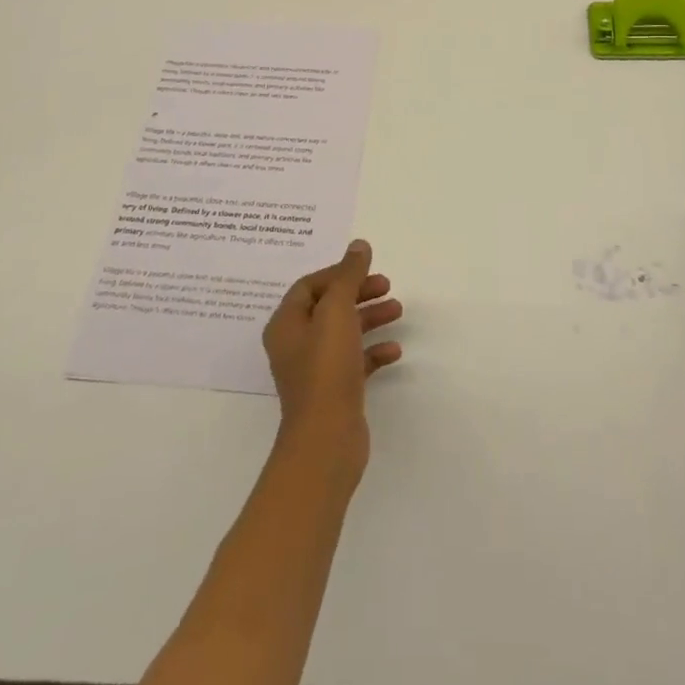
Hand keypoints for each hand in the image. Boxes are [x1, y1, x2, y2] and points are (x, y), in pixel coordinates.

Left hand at [262, 240, 402, 458]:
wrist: (326, 439)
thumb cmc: (326, 367)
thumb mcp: (337, 311)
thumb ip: (348, 276)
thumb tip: (358, 245)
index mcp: (286, 324)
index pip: (309, 286)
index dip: (338, 273)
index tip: (366, 270)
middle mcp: (295, 344)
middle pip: (328, 307)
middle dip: (358, 293)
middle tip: (387, 286)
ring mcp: (314, 370)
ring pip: (344, 332)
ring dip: (370, 318)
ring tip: (398, 311)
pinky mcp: (333, 391)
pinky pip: (354, 361)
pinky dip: (373, 351)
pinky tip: (395, 351)